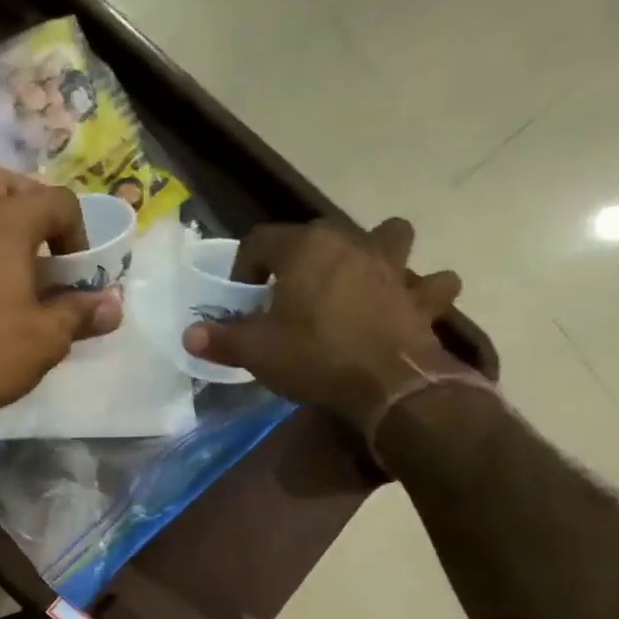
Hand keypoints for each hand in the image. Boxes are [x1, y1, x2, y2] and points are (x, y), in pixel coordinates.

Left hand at [0, 166, 122, 423]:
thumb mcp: (45, 338)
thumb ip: (79, 314)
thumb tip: (111, 305)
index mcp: (4, 221)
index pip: (55, 200)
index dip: (77, 232)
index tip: (77, 272)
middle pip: (1, 182)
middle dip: (28, 204)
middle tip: (41, 245)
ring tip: (15, 268)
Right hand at [182, 218, 465, 426]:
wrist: (389, 384)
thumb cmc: (315, 356)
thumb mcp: (255, 351)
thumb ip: (220, 340)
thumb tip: (189, 336)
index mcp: (305, 248)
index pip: (260, 240)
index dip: (243, 268)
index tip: (240, 299)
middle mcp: (351, 243)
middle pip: (319, 234)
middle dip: (300, 258)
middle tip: (287, 294)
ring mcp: (394, 266)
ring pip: (390, 237)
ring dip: (376, 251)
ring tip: (359, 279)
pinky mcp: (423, 296)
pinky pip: (429, 283)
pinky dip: (420, 291)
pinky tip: (408, 305)